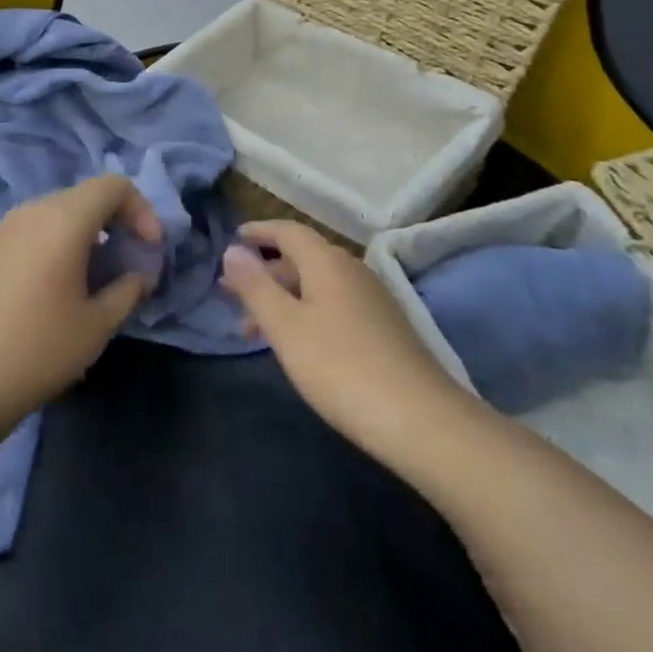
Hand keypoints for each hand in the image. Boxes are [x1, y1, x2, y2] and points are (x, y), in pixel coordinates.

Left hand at [0, 176, 159, 442]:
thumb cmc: (35, 349)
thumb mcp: (94, 327)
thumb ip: (127, 291)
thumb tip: (140, 274)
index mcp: (63, 219)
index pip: (114, 185)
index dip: (141, 210)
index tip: (149, 248)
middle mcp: (32, 210)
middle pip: (85, 197)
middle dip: (115, 223)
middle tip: (127, 264)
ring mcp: (3, 227)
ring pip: (58, 214)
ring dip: (86, 236)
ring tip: (94, 280)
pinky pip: (33, 230)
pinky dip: (56, 244)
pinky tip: (56, 288)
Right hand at [222, 221, 469, 469]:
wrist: (421, 420)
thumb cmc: (341, 367)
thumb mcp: (286, 327)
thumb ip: (255, 286)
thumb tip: (232, 250)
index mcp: (327, 262)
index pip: (288, 231)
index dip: (259, 232)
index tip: (233, 239)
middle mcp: (352, 270)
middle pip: (302, 258)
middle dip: (265, 272)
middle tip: (232, 294)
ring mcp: (372, 300)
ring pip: (317, 285)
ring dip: (283, 297)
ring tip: (254, 329)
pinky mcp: (384, 328)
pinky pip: (334, 305)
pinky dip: (306, 312)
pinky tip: (297, 343)